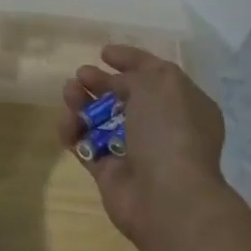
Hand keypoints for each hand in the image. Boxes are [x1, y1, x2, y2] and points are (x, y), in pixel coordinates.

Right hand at [58, 44, 227, 243]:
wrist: (166, 197)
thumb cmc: (170, 131)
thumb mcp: (160, 83)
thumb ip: (136, 73)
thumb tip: (117, 83)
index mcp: (184, 104)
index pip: (155, 74)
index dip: (131, 60)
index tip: (104, 52)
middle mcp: (162, 127)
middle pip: (125, 97)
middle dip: (102, 82)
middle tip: (81, 74)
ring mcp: (136, 151)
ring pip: (102, 120)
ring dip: (83, 104)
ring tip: (69, 93)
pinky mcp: (110, 173)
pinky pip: (87, 146)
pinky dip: (73, 132)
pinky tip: (66, 123)